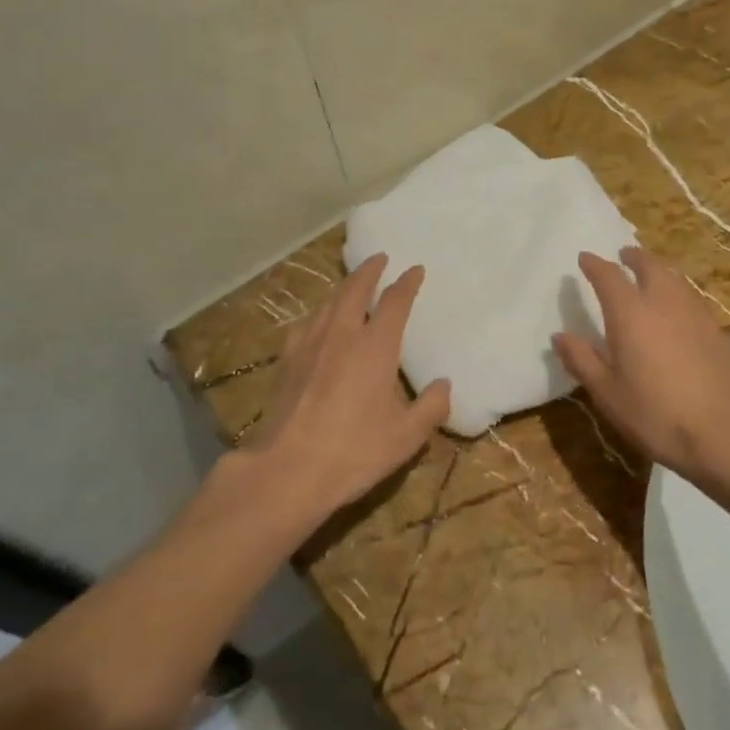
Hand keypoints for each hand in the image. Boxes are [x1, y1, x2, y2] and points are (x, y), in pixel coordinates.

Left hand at [244, 253, 449, 520]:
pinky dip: (319, 315)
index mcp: (376, 346)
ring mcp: (309, 345)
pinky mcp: (286, 362)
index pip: (395, 301)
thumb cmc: (354, 451)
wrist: (287, 470)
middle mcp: (342, 334)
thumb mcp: (406, 437)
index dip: (407, 283)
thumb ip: (430, 407)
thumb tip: (443, 384)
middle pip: (355, 289)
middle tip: (379, 258)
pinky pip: (306, 325)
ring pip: (328, 303)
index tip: (415, 270)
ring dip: (343, 289)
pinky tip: (317, 325)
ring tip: (351, 288)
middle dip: (369, 270)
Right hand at [552, 247, 729, 490]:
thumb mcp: (607, 392)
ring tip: (649, 275)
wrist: (722, 433)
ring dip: (657, 270)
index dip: (594, 264)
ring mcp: (694, 313)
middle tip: (622, 256)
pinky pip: (690, 296)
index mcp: (630, 313)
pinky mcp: (716, 330)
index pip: (608, 276)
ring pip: (673, 278)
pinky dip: (677, 290)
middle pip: (648, 266)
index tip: (584, 258)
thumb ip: (581, 359)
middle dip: (632, 257)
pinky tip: (676, 307)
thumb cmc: (654, 414)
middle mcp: (662, 302)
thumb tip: (559, 335)